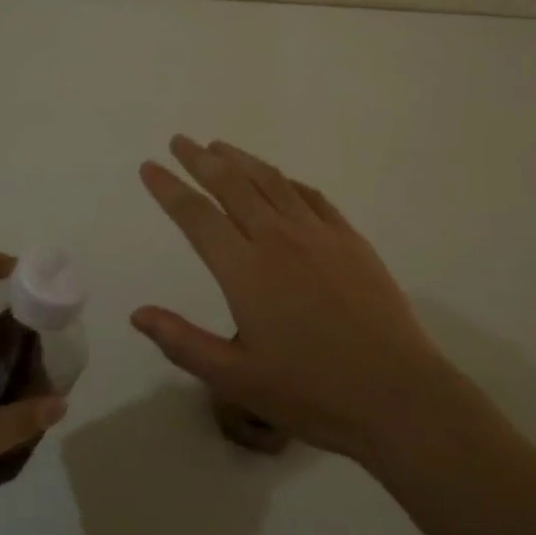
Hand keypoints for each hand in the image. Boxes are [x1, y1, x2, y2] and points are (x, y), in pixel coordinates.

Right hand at [132, 136, 453, 462]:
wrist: (397, 394)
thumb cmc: (311, 392)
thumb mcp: (236, 380)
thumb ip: (183, 343)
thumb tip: (138, 313)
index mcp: (245, 271)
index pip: (196, 216)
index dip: (169, 188)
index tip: (149, 166)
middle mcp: (278, 238)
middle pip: (231, 184)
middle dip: (200, 159)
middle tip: (180, 141)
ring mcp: (318, 234)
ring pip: (271, 181)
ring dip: (241, 159)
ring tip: (219, 147)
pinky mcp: (349, 238)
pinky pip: (310, 196)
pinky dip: (285, 180)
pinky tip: (278, 179)